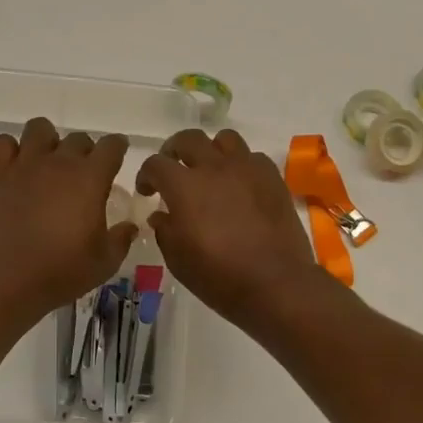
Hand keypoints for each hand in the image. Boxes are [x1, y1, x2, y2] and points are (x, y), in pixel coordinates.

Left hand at [0, 117, 137, 320]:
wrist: (8, 280)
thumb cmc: (62, 271)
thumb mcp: (105, 262)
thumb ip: (121, 238)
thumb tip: (129, 226)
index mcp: (91, 178)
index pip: (112, 145)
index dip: (117, 148)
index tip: (117, 156)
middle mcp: (59, 162)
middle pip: (78, 138)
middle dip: (85, 151)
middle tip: (82, 175)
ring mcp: (26, 165)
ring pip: (39, 128)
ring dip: (48, 141)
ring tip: (48, 163)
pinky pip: (2, 143)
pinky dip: (11, 149)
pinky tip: (17, 167)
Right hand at [136, 128, 317, 325]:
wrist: (276, 284)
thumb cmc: (219, 277)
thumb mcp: (178, 260)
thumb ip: (165, 230)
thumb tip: (161, 214)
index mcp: (184, 186)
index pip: (156, 164)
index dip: (146, 175)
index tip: (148, 191)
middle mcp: (214, 167)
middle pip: (188, 139)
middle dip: (174, 151)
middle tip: (173, 169)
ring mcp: (247, 169)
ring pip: (224, 139)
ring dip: (211, 150)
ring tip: (210, 170)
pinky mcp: (273, 178)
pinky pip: (253, 157)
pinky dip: (241, 165)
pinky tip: (240, 185)